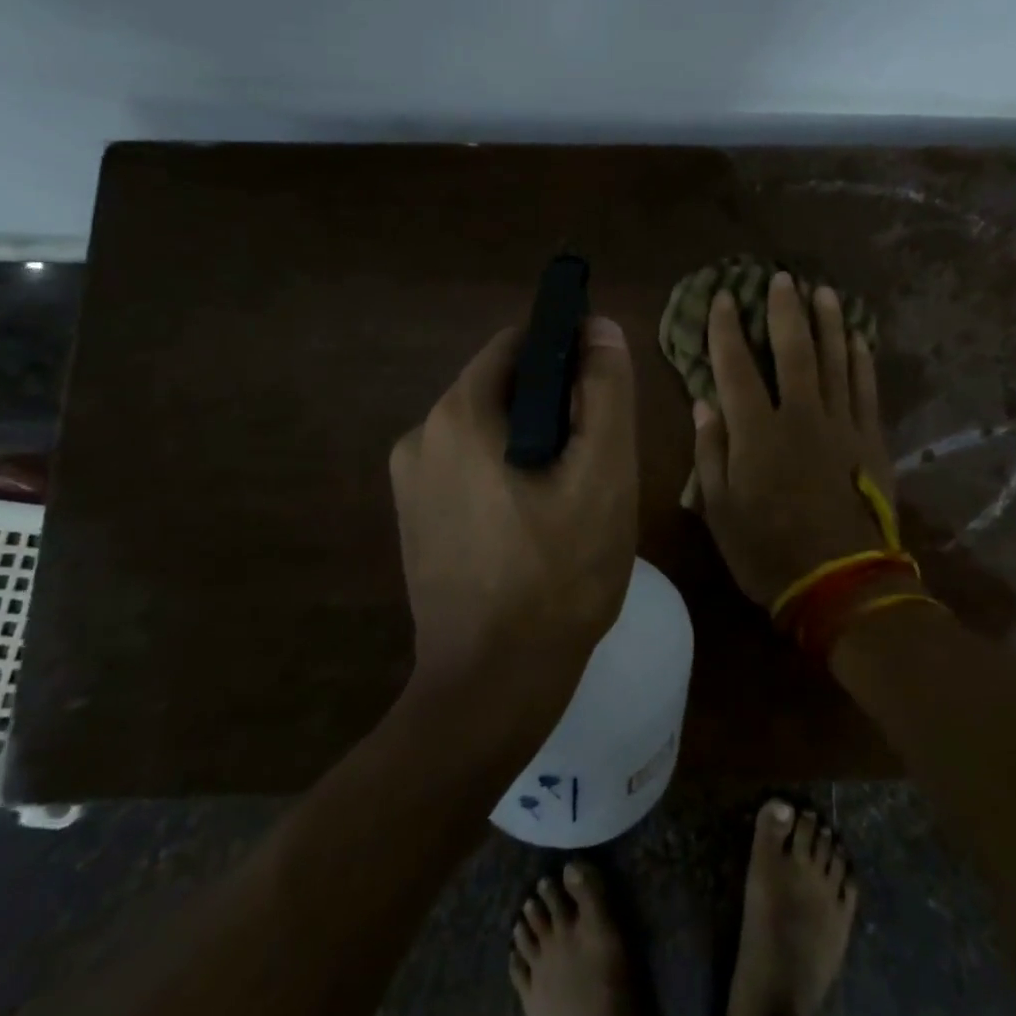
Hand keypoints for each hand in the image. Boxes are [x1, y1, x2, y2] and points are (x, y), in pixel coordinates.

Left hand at [390, 318, 638, 695]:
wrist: (492, 688)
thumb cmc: (558, 575)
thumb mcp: (602, 474)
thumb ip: (605, 390)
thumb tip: (597, 327)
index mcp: (458, 414)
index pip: (518, 344)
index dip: (567, 353)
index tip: (602, 392)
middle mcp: (421, 435)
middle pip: (503, 388)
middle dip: (554, 406)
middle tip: (595, 457)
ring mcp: (410, 480)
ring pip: (489, 429)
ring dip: (533, 442)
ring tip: (571, 495)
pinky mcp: (415, 517)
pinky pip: (469, 467)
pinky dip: (506, 473)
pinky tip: (536, 522)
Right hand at [692, 272, 900, 609]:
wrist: (841, 584)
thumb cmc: (769, 551)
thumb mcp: (720, 510)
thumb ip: (710, 452)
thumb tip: (704, 402)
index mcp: (757, 432)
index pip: (736, 366)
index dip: (726, 329)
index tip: (723, 297)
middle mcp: (800, 415)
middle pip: (793, 350)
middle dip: (785, 310)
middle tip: (782, 278)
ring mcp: (841, 425)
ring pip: (835, 360)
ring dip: (829, 323)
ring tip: (823, 292)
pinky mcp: (871, 440)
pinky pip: (866, 389)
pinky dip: (862, 361)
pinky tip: (859, 339)